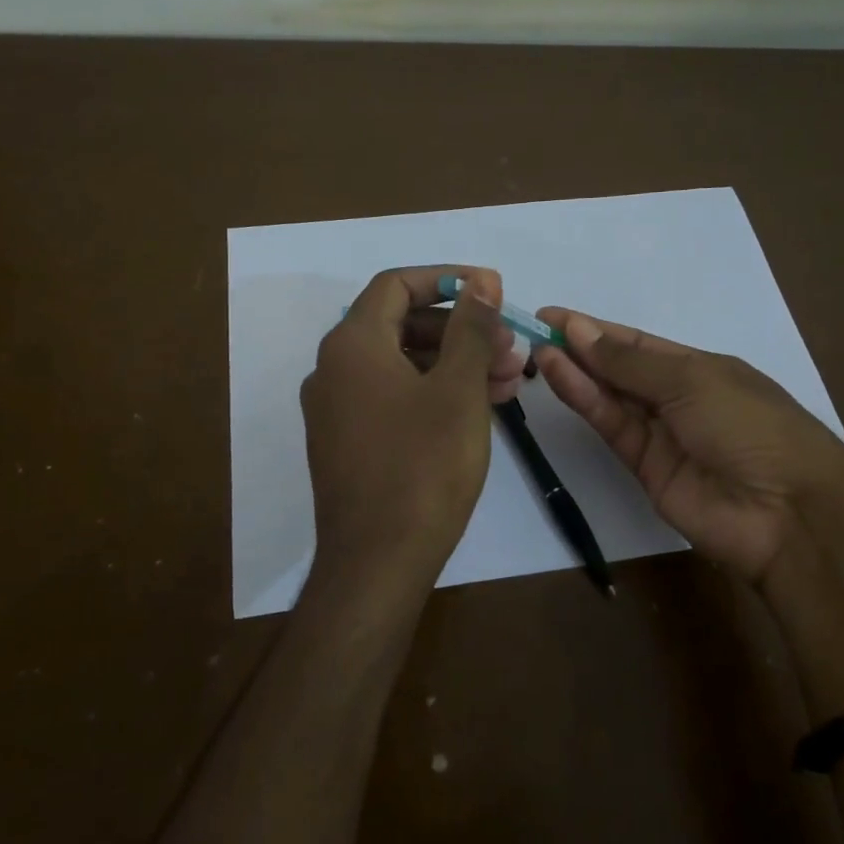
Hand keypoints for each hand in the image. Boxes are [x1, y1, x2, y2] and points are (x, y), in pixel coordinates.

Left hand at [301, 266, 526, 591]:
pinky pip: (393, 399)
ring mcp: (336, 409)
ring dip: (454, 364)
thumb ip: (470, 328)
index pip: (396, 285)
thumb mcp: (458, 390)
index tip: (491, 291)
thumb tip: (481, 280)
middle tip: (510, 347)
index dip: (447, 279)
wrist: (377, 563)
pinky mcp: (347, 443)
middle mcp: (333, 369)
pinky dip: (433, 394)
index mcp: (352, 344)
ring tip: (510, 380)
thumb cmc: (423, 467)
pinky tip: (478, 408)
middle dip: (461, 330)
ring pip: (402, 365)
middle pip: (401, 325)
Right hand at [534, 309, 843, 585]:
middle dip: (580, 349)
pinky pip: (611, 426)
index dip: (596, 328)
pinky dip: (584, 400)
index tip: (552, 316)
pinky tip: (558, 375)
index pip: (639, 342)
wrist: (785, 512)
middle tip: (533, 332)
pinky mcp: (644, 467)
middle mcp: (678, 397)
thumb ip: (629, 361)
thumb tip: (579, 330)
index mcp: (701, 368)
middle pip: (620, 368)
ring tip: (537, 351)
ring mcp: (661, 434)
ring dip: (576, 372)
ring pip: (610, 397)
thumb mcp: (692, 380)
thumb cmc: (750, 426)